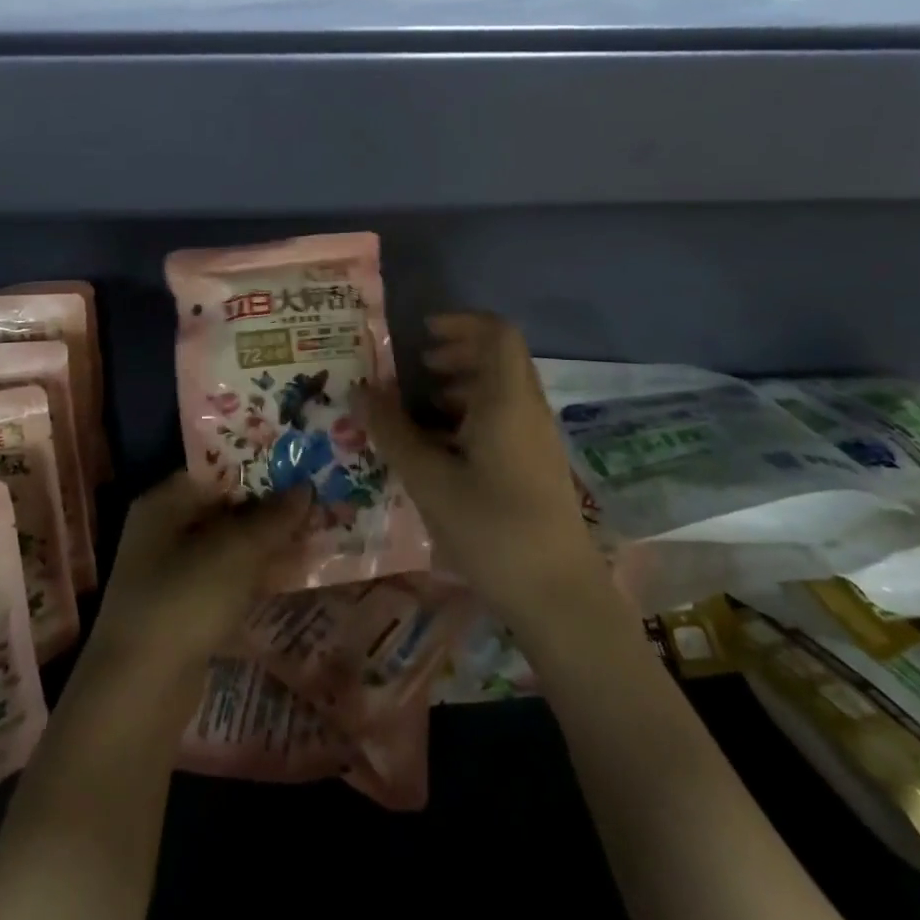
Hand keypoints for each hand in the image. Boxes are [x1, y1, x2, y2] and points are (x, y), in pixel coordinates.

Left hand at [88, 472, 309, 683]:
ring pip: (228, 546)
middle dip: (269, 507)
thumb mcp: (238, 550)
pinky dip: (254, 576)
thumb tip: (306, 488)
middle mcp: (163, 530)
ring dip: (266, 543)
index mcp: (165, 501)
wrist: (140, 691)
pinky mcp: (182, 610)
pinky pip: (226, 580)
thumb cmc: (186, 598)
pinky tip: (289, 575)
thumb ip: (275, 517)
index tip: (299, 464)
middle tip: (316, 499)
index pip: (217, 469)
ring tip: (314, 533)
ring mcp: (171, 573)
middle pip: (224, 508)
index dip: (259, 466)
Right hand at [359, 313, 606, 631]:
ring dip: (462, 386)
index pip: (496, 333)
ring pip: (501, 390)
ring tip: (422, 408)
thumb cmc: (491, 529)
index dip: (460, 322)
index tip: (422, 334)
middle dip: (456, 354)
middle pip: (498, 359)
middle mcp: (527, 409)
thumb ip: (392, 431)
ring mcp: (537, 438)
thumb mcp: (429, 479)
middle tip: (416, 368)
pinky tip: (442, 448)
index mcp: (507, 400)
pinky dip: (472, 415)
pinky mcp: (537, 465)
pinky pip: (505, 419)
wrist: (558, 596)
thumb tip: (361, 391)